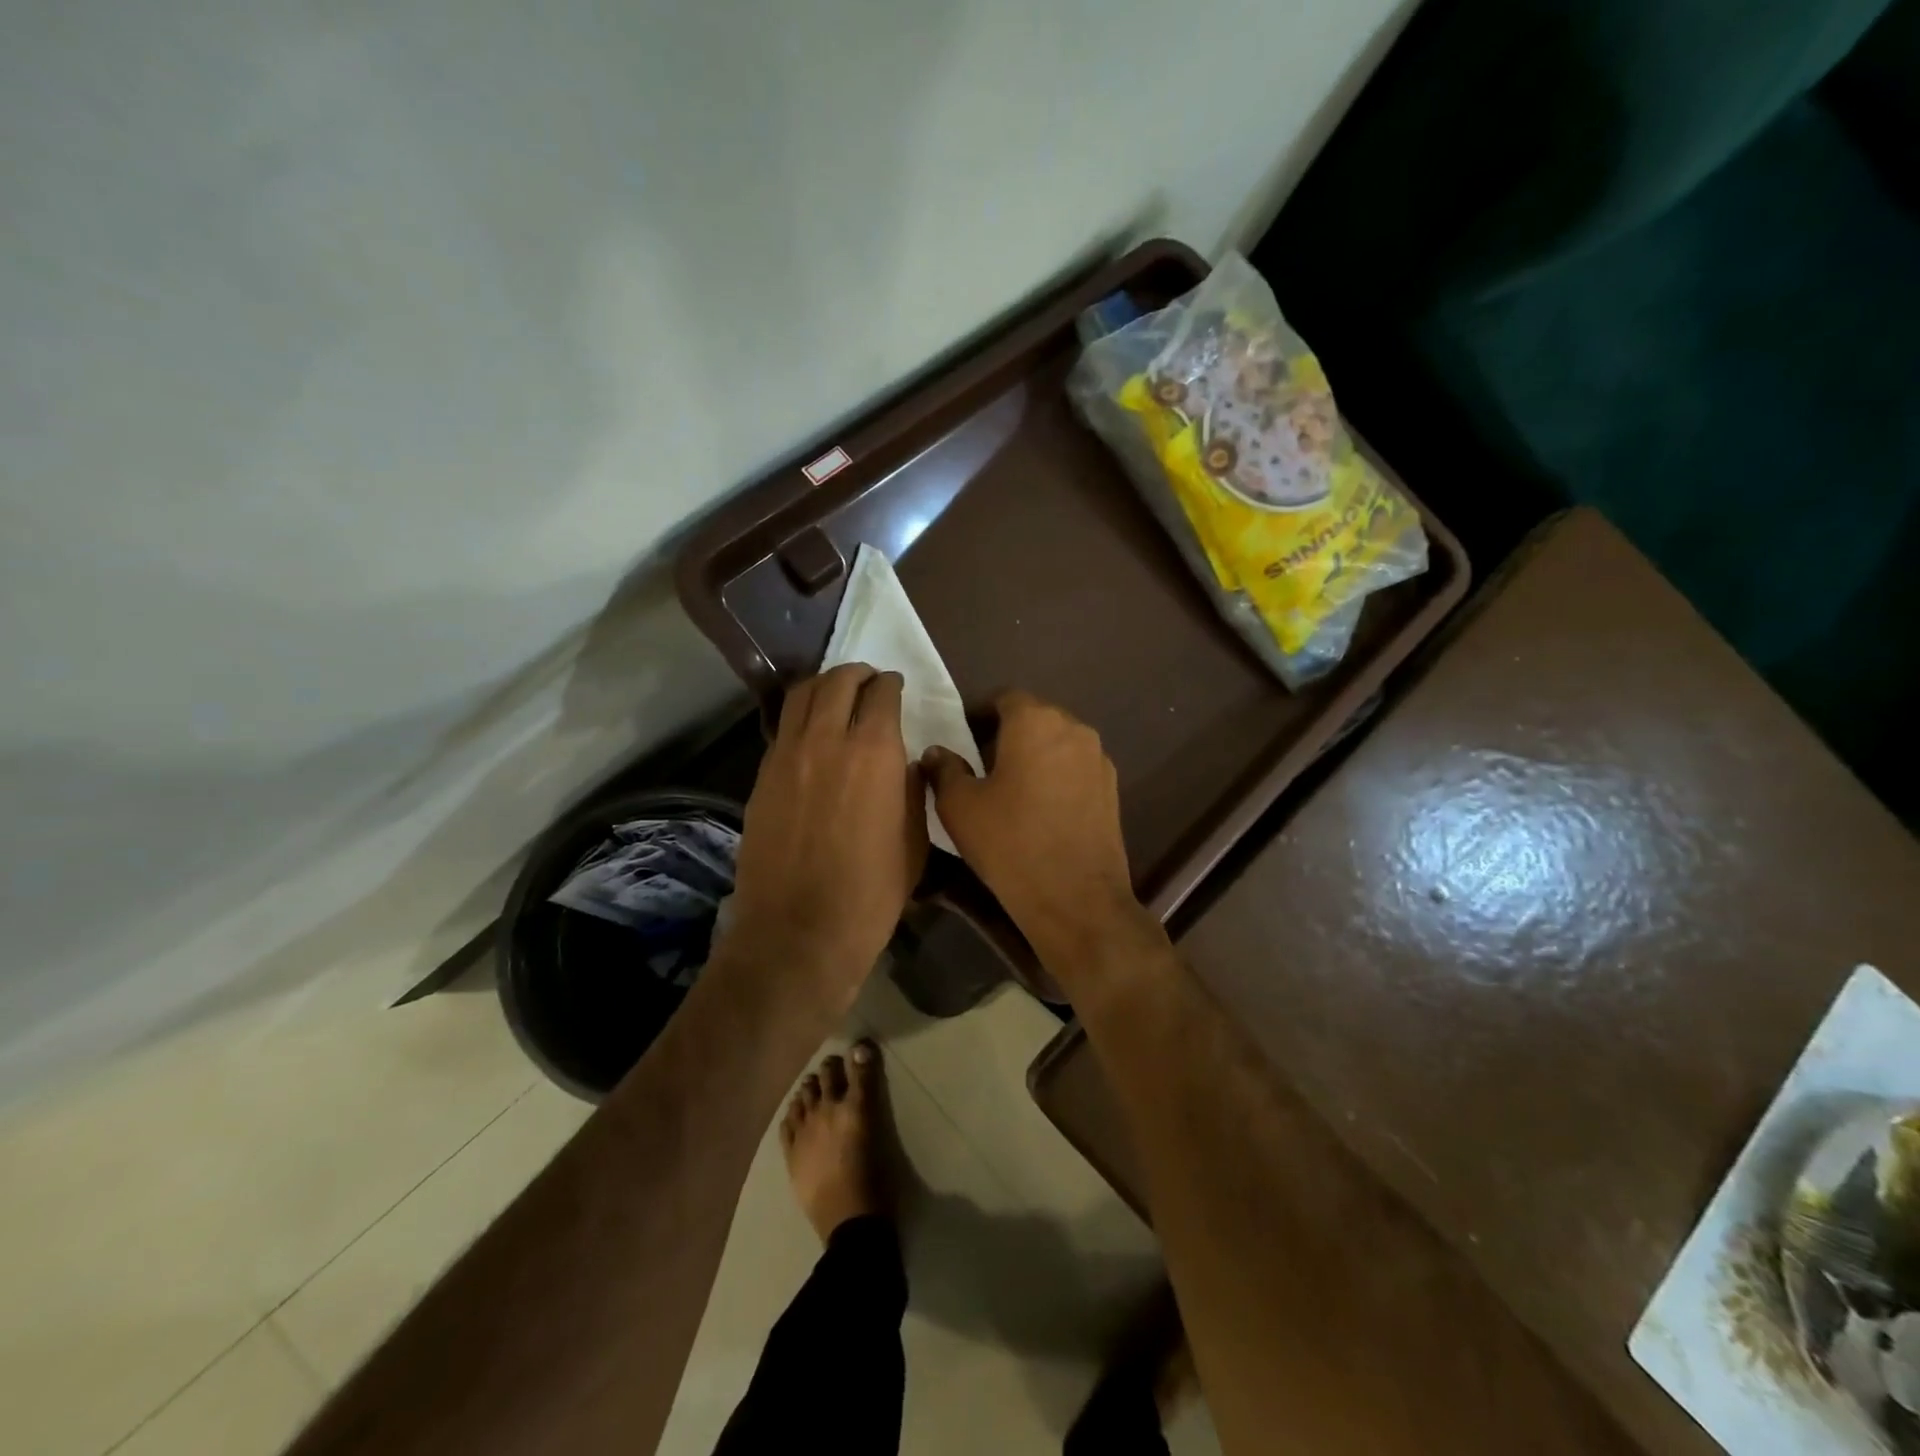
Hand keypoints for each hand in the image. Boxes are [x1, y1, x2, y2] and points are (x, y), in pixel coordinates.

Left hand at [726, 664, 926, 1004]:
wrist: (800, 929)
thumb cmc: (872, 891)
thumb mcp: (915, 839)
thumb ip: (912, 789)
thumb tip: (907, 763)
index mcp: (874, 750)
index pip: (882, 693)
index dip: (892, 684)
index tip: (896, 687)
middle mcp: (827, 739)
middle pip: (838, 681)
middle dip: (857, 674)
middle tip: (868, 681)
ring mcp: (787, 755)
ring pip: (802, 696)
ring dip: (824, 685)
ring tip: (836, 694)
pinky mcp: (762, 775)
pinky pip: (783, 728)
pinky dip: (801, 717)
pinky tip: (811, 732)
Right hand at [921, 691, 1146, 961]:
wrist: (1076, 898)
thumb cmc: (1010, 843)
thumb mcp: (960, 806)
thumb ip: (944, 770)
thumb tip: (937, 752)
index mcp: (1035, 721)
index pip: (1004, 698)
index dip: (980, 714)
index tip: (962, 738)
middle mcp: (1074, 729)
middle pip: (1035, 717)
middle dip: (1008, 733)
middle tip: (981, 763)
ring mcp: (1099, 759)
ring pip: (1058, 743)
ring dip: (1034, 754)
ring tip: (1011, 787)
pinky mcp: (1112, 789)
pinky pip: (1076, 768)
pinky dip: (1056, 776)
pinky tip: (1040, 808)